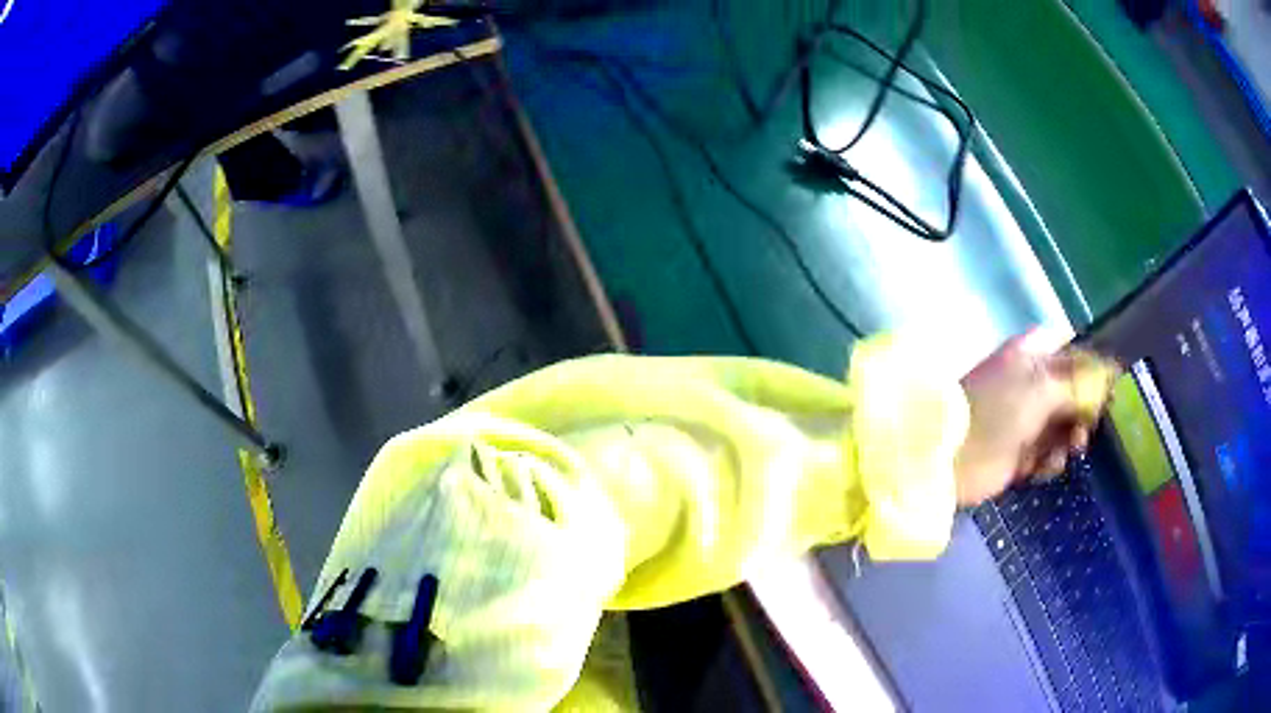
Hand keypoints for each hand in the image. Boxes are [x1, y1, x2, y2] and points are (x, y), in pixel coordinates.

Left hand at [953, 334, 1117, 506]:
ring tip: (1072, 446)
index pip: (1070, 348)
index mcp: (1030, 354)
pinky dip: (1052, 460)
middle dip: (1085, 407)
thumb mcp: (1043, 387)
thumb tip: (1111, 371)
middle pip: (1072, 390)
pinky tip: (1046, 465)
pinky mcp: (1019, 453)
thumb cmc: (999, 410)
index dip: (1091, 363)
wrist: (953, 457)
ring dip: (1071, 436)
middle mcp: (1030, 382)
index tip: (1109, 383)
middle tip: (1091, 422)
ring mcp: (1024, 419)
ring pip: (1064, 424)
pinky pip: (1048, 453)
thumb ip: (1079, 381)